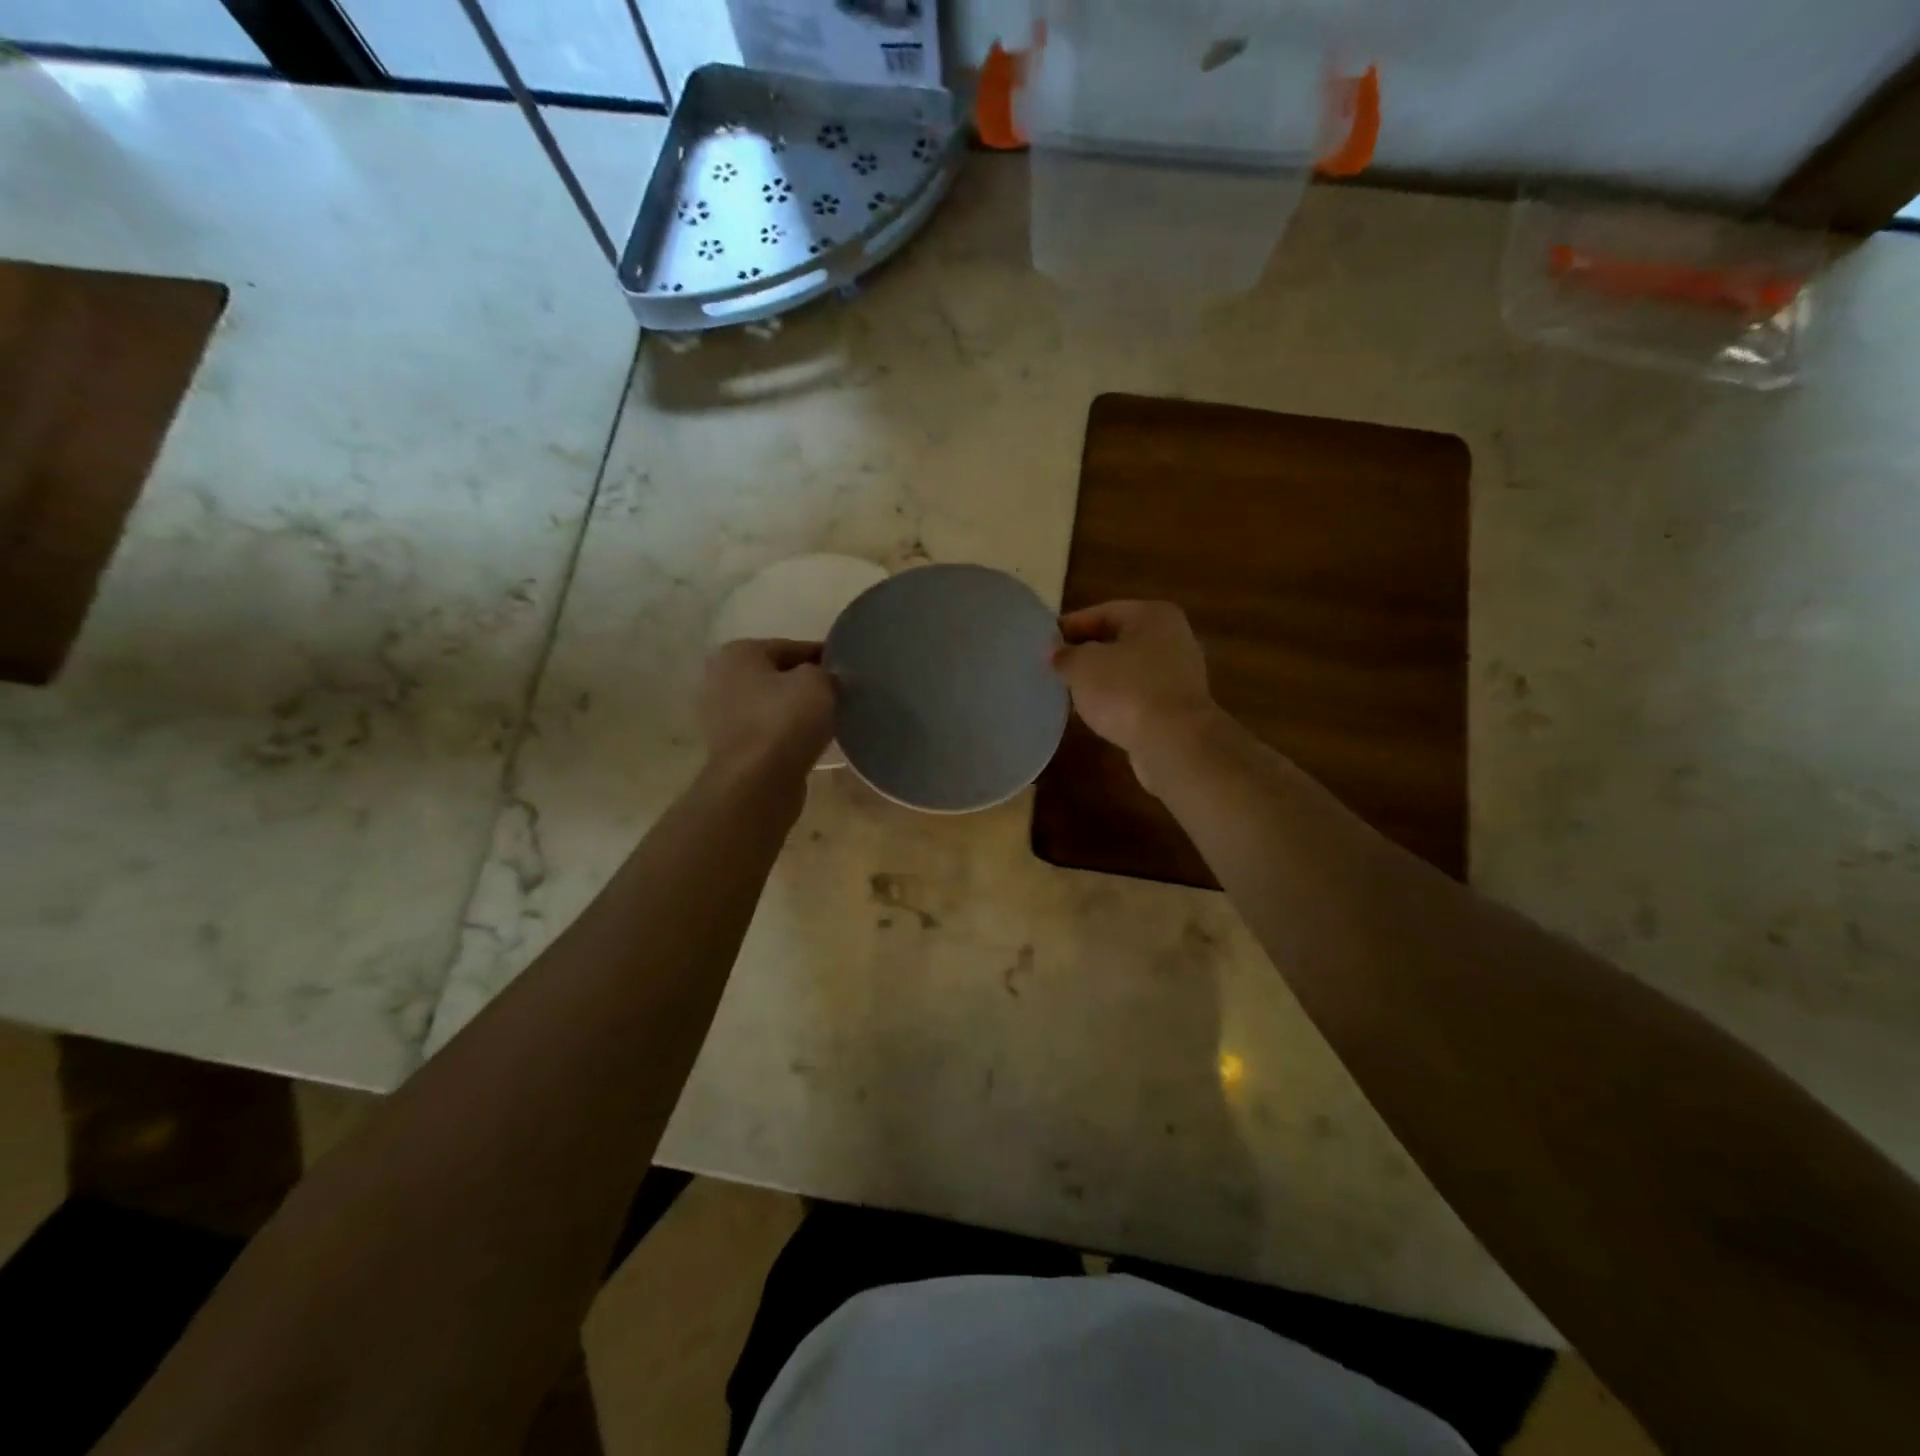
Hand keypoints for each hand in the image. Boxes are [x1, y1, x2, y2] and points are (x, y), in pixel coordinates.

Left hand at [699, 639, 834, 779]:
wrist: (757, 783)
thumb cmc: (784, 721)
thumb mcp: (817, 682)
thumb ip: (825, 672)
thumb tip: (827, 678)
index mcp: (739, 653)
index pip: (792, 647)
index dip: (824, 657)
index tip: (848, 670)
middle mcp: (723, 679)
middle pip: (779, 676)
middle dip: (808, 685)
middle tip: (841, 695)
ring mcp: (723, 716)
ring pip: (774, 706)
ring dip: (799, 712)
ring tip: (830, 720)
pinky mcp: (733, 748)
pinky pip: (770, 732)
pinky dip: (789, 735)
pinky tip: (811, 742)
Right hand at [1052, 601, 1219, 788]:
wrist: (1174, 742)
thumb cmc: (1126, 690)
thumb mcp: (1083, 666)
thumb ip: (1064, 655)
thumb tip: (1055, 652)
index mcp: (1153, 615)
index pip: (1102, 612)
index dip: (1069, 627)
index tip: (1043, 644)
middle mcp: (1172, 638)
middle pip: (1117, 640)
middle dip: (1085, 654)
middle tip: (1053, 669)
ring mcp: (1179, 675)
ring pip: (1127, 670)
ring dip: (1100, 681)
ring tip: (1069, 693)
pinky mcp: (1177, 707)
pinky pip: (1137, 696)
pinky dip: (1116, 702)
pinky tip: (1094, 715)